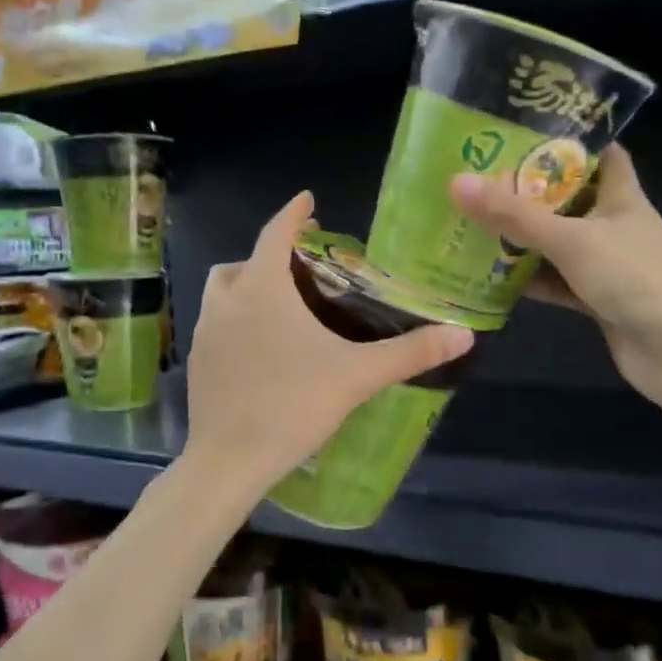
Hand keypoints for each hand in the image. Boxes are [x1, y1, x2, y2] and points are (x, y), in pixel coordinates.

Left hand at [184, 192, 473, 502]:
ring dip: (248, 288)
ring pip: (224, 293)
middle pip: (245, 262)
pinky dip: (236, 321)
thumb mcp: (357, 376)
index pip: (276, 233)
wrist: (229, 461)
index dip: (294, 213)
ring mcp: (204, 332)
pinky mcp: (196, 362)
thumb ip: (410, 352)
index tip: (307, 200)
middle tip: (302, 270)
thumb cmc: (293, 406)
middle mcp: (226, 301)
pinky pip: (216, 325)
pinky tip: (262, 351)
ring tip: (283, 309)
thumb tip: (465, 335)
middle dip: (271, 257)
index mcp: (261, 289)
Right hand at [449, 144, 661, 409]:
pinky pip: (556, 281)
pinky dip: (530, 279)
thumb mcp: (571, 239)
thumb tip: (457, 182)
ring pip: (558, 244)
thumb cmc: (634, 278)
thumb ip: (514, 215)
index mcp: (622, 197)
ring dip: (524, 239)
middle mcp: (615, 225)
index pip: (601, 154)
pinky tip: (492, 276)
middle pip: (569, 200)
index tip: (525, 134)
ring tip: (474, 224)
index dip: (570, 141)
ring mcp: (606, 265)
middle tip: (481, 180)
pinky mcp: (596, 299)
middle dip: (529, 192)